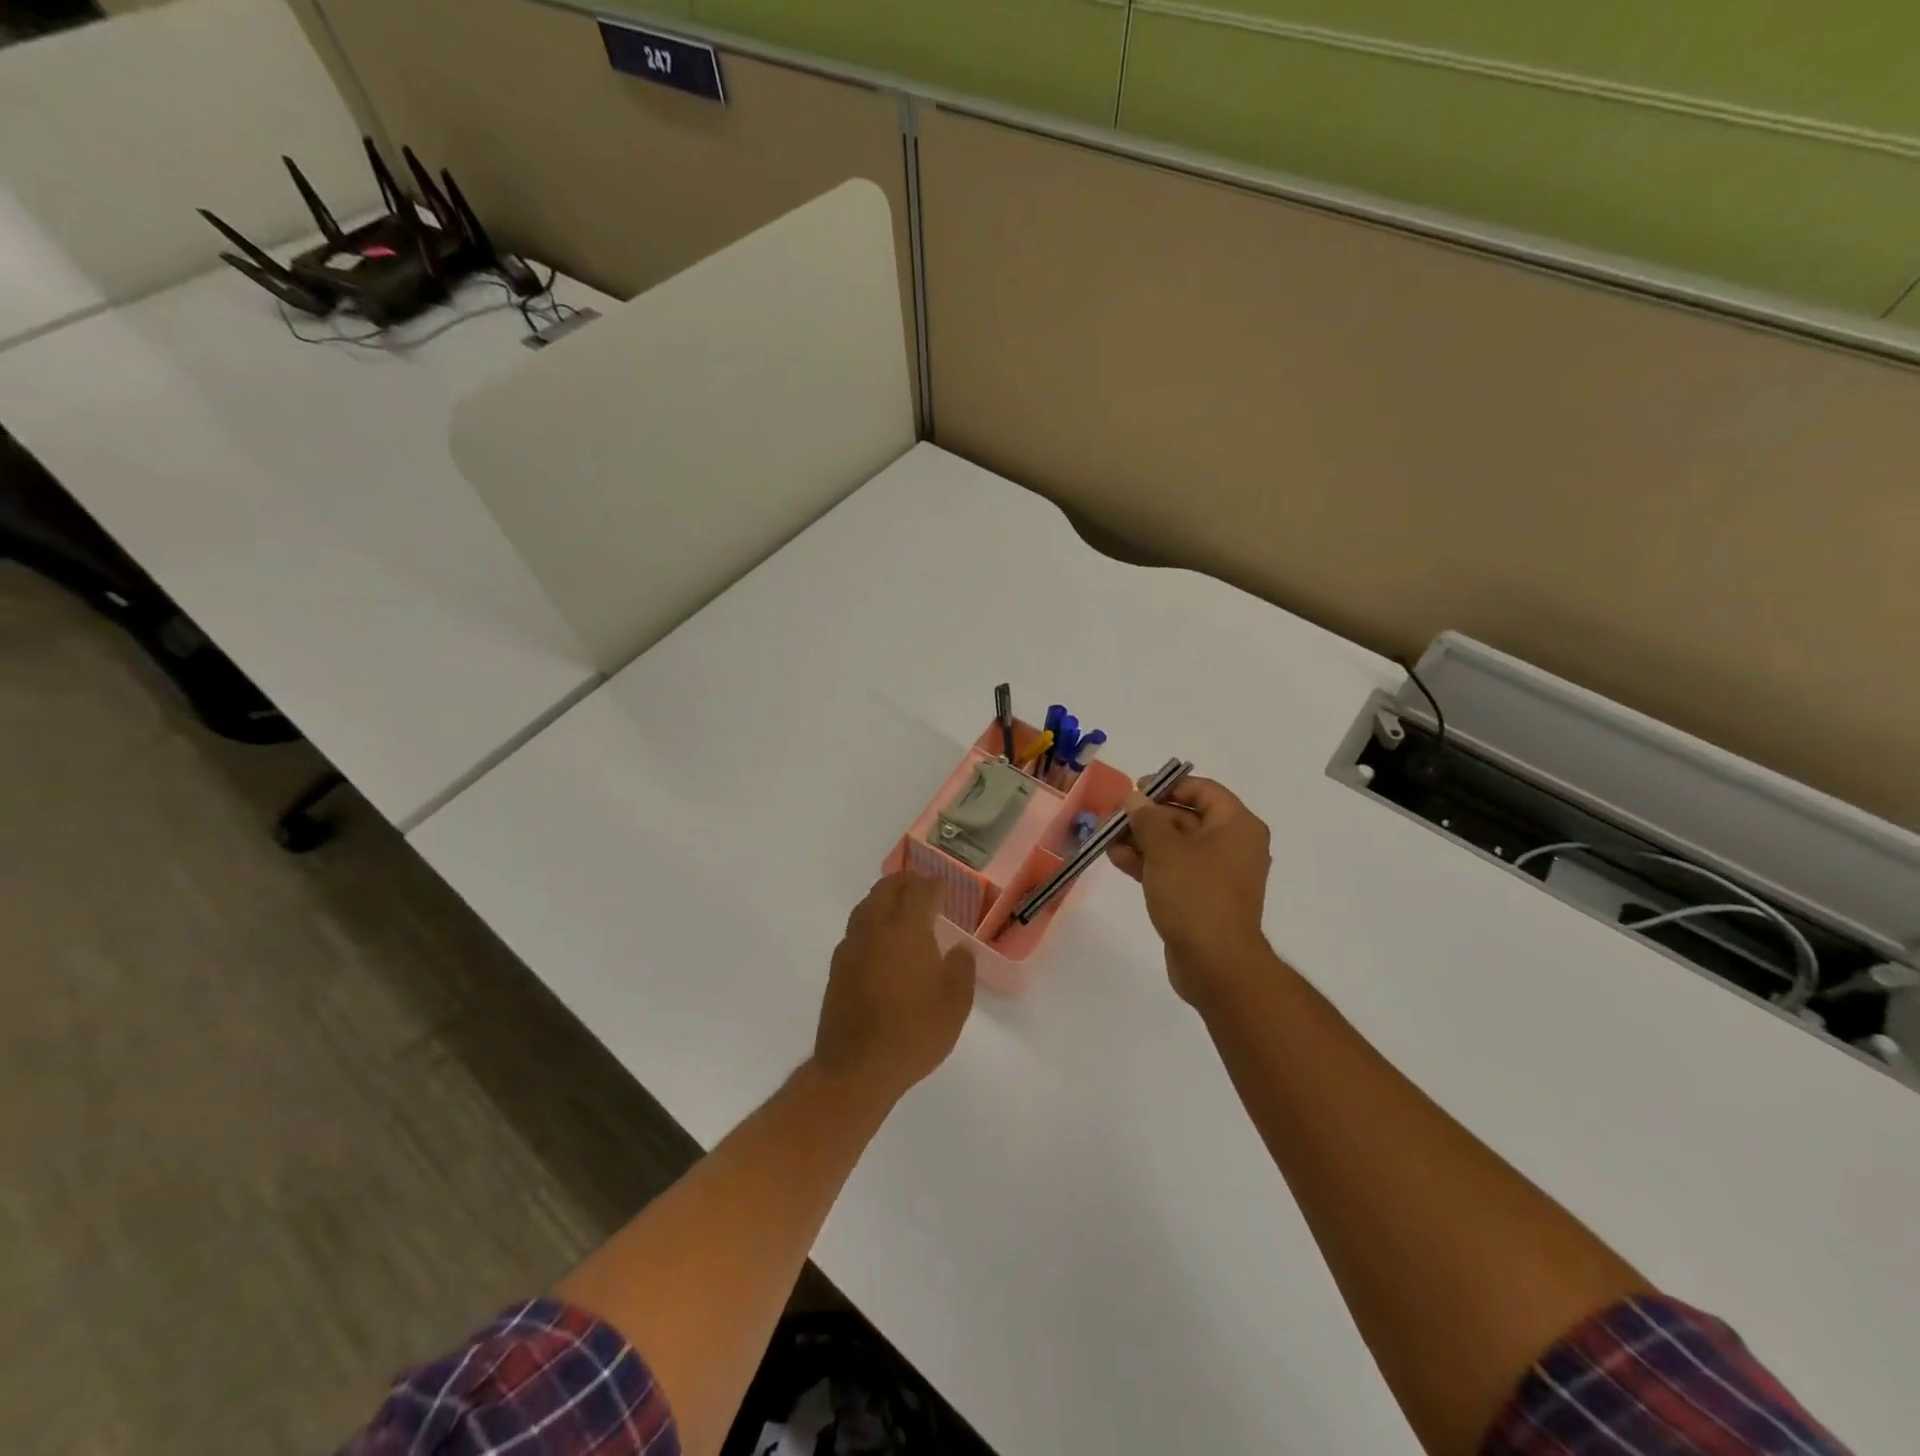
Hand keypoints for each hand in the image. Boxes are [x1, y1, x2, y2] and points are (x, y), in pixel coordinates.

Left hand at [813, 873, 975, 1104]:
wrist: (856, 1068)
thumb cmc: (914, 1033)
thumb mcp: (955, 1004)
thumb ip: (961, 969)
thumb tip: (958, 950)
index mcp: (907, 929)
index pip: (920, 892)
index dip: (935, 886)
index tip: (945, 887)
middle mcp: (875, 929)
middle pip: (886, 890)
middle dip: (906, 883)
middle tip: (922, 887)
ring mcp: (851, 947)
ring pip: (866, 906)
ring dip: (884, 899)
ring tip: (899, 907)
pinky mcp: (837, 968)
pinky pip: (856, 930)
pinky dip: (870, 923)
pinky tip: (879, 941)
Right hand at [1109, 776, 1276, 1004]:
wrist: (1215, 963)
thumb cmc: (1195, 894)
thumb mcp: (1165, 849)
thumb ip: (1146, 818)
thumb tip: (1134, 799)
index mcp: (1236, 825)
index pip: (1202, 790)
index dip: (1167, 785)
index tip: (1135, 791)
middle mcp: (1233, 845)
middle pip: (1186, 817)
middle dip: (1146, 816)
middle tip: (1112, 818)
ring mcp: (1218, 873)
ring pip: (1176, 845)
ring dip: (1142, 840)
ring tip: (1106, 840)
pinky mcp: (1203, 897)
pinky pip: (1174, 869)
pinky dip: (1149, 863)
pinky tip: (1117, 860)